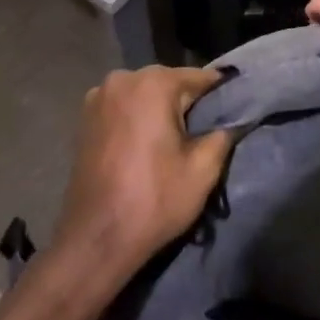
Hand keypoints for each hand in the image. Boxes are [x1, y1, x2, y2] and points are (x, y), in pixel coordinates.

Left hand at [53, 65, 234, 278]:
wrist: (95, 241)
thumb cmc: (153, 201)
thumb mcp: (203, 171)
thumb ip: (223, 134)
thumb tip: (232, 120)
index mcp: (153, 83)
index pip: (200, 78)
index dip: (220, 96)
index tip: (234, 113)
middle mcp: (123, 79)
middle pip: (170, 83)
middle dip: (187, 104)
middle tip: (203, 135)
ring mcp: (99, 96)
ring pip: (145, 95)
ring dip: (160, 112)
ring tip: (173, 145)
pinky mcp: (85, 118)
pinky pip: (124, 108)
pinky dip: (138, 119)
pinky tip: (145, 147)